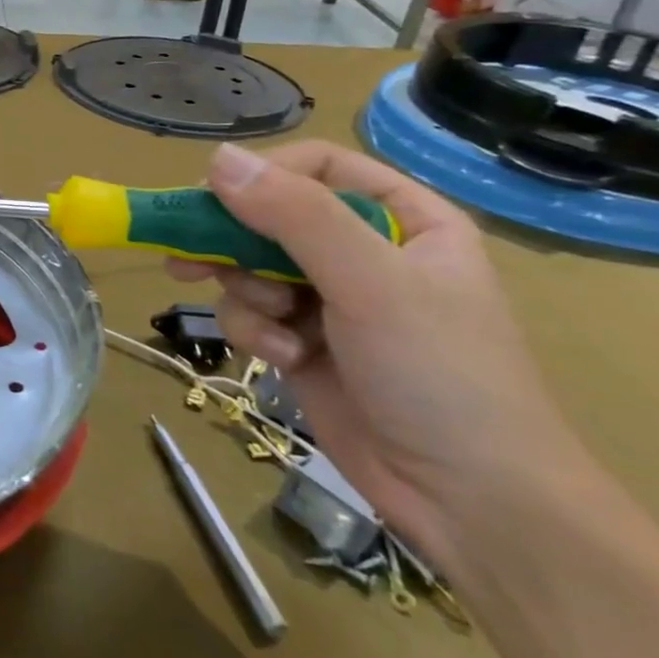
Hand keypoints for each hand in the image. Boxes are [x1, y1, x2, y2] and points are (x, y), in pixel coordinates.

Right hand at [167, 141, 582, 571]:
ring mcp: (330, 298)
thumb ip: (295, 215)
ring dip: (249, 295)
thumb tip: (218, 159)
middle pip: (270, 215)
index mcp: (402, 219)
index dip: (264, 176)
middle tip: (189, 259)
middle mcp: (363, 250)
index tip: (213, 199)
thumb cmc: (439, 373)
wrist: (468, 498)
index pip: (317, 165)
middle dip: (235, 242)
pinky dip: (257, 332)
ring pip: (249, 266)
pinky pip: (250, 313)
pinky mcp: (301, 340)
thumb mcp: (370, 281)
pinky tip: (285, 359)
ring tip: (277, 327)